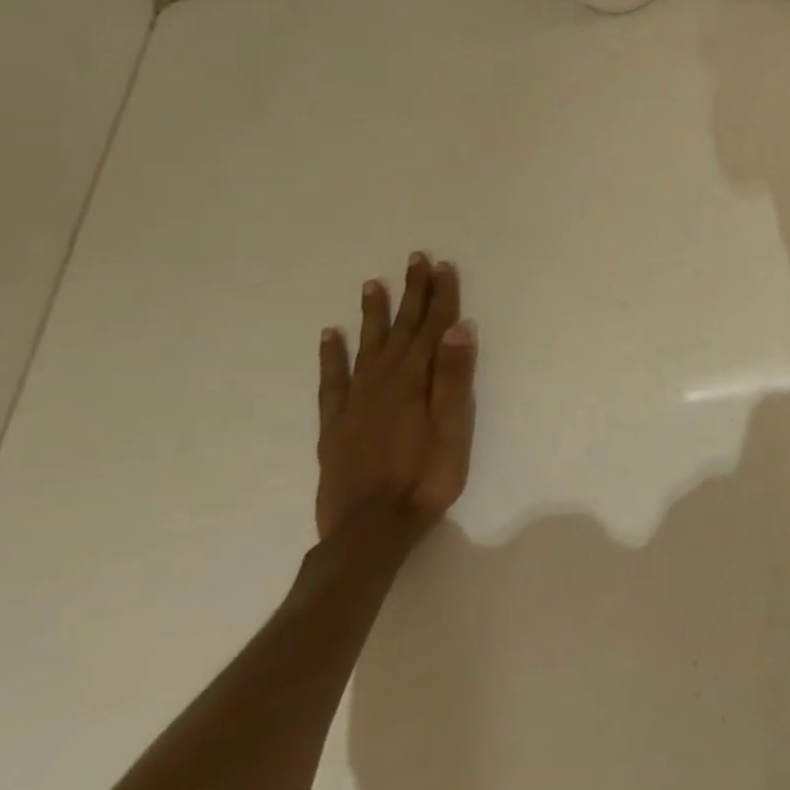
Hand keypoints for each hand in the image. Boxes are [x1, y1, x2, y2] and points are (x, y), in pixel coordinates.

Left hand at [316, 252, 477, 540]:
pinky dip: (331, 354)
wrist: (370, 529)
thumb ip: (454, 377)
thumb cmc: (426, 477)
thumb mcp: (453, 428)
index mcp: (414, 381)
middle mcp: (382, 382)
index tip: (443, 266)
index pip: (431, 328)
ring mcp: (354, 401)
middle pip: (401, 329)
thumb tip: (459, 328)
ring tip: (374, 284)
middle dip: (411, 293)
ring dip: (374, 314)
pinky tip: (330, 335)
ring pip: (367, 345)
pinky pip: (332, 379)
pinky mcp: (335, 423)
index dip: (439, 296)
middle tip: (416, 260)